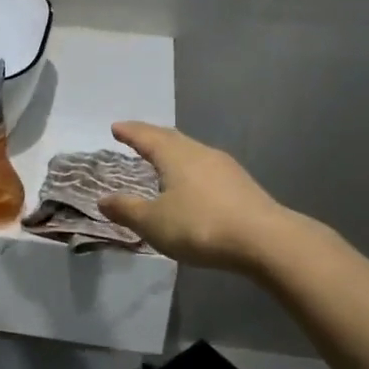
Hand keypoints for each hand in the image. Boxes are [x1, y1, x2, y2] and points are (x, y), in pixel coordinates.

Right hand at [97, 122, 288, 271]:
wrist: (265, 240)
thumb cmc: (200, 226)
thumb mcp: (154, 223)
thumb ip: (127, 210)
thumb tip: (103, 200)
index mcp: (175, 155)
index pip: (146, 136)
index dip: (129, 132)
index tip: (116, 127)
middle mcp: (199, 152)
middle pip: (171, 138)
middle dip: (151, 137)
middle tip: (136, 137)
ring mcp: (224, 167)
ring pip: (191, 151)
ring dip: (173, 152)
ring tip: (161, 160)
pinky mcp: (241, 184)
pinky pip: (206, 167)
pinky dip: (190, 169)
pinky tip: (191, 183)